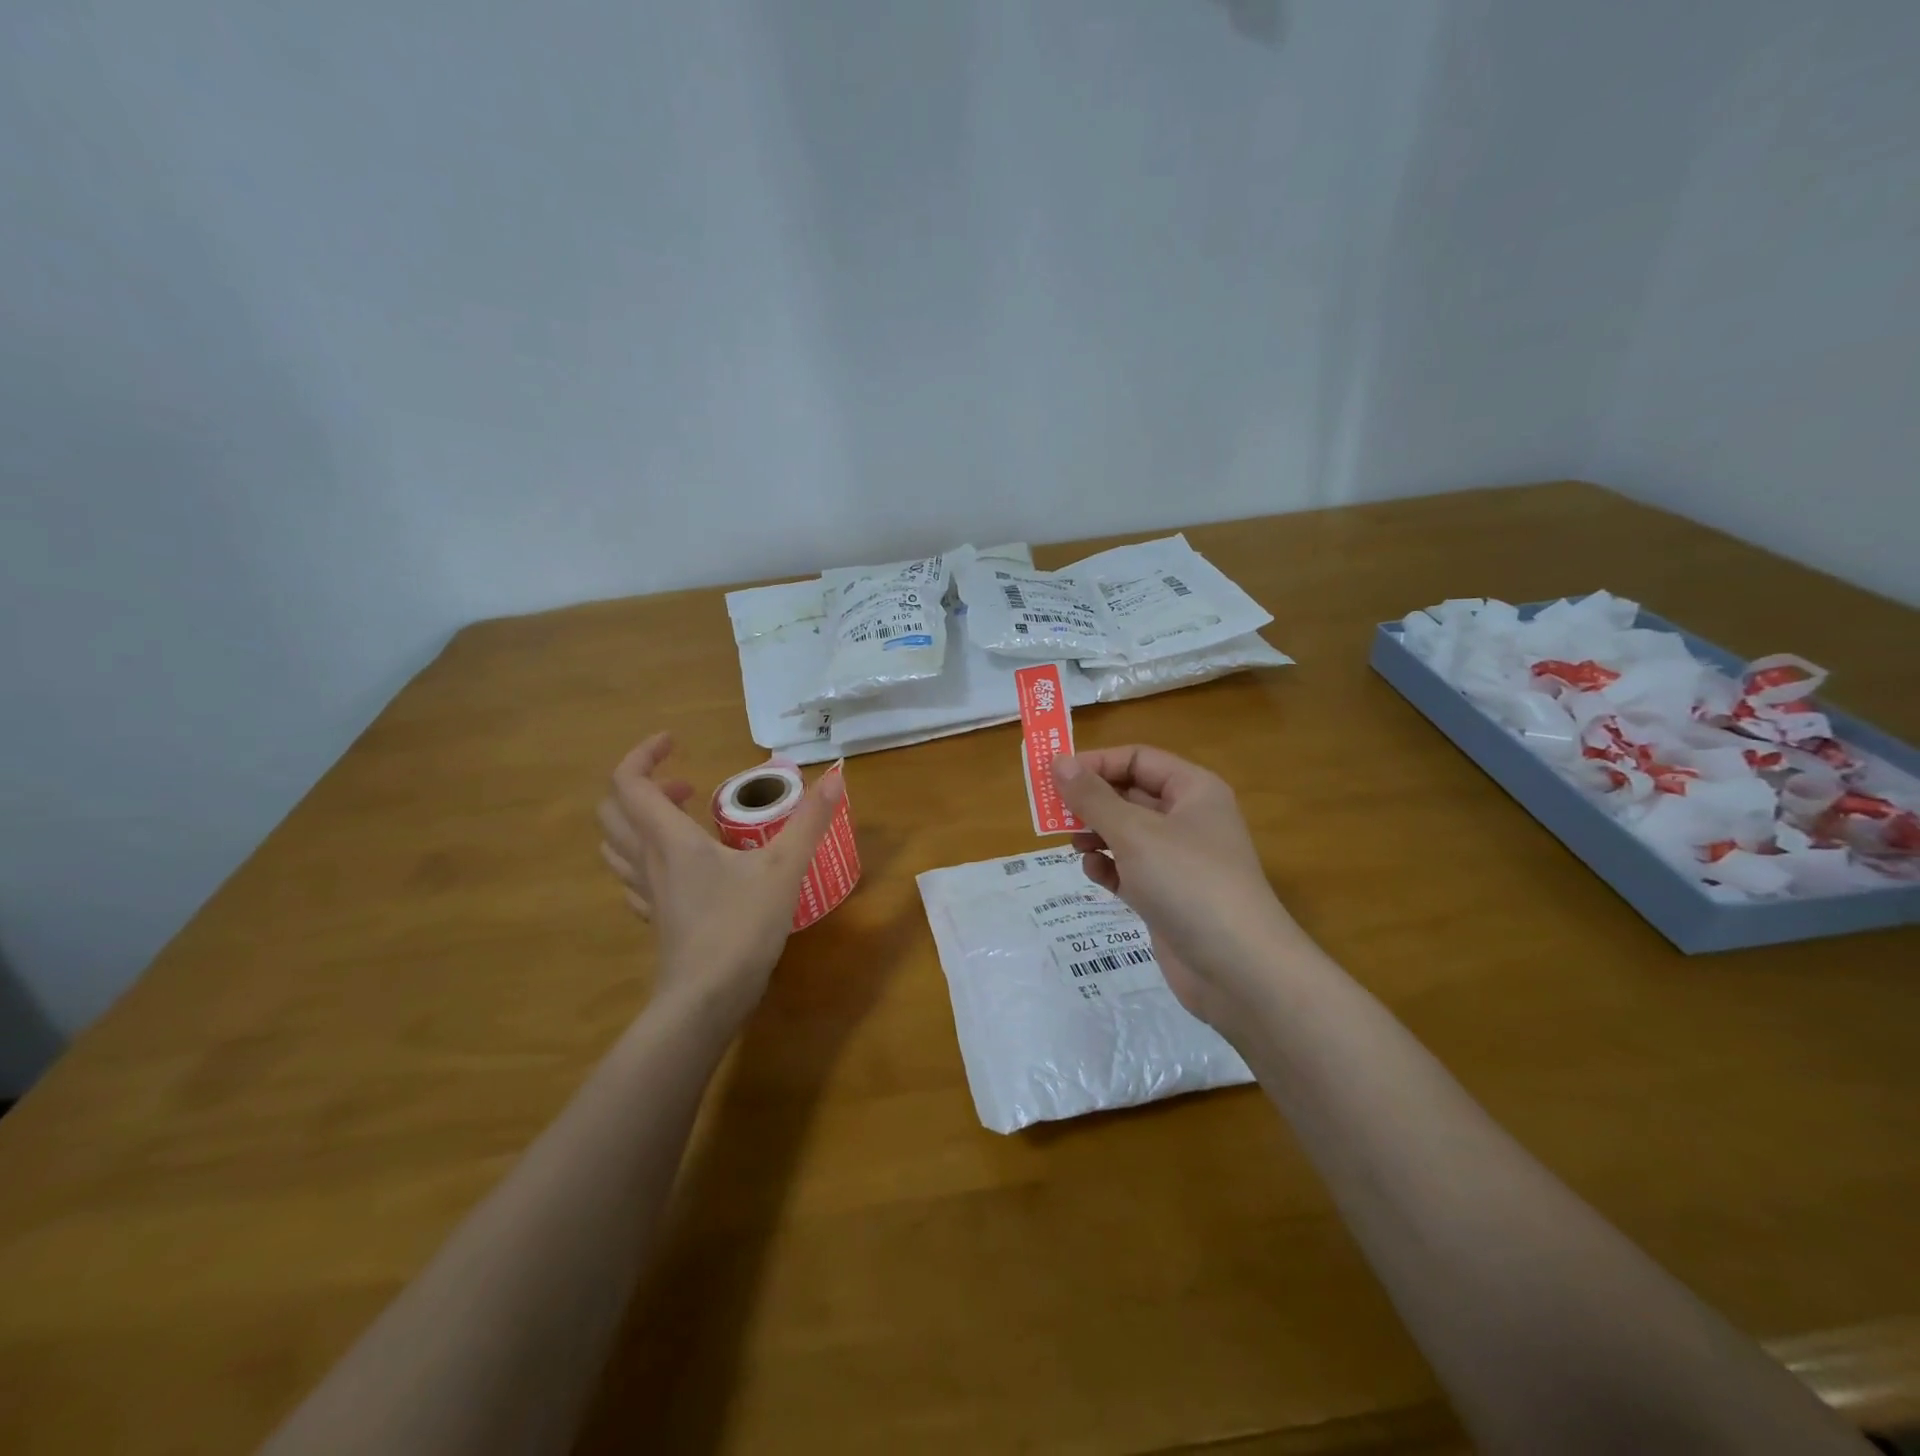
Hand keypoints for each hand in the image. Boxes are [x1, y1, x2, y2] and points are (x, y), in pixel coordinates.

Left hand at [597, 733, 843, 1027]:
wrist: (706, 1000)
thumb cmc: (741, 927)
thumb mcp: (784, 867)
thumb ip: (811, 820)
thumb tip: (837, 774)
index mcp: (670, 839)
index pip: (629, 782)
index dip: (643, 754)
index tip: (676, 741)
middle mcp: (648, 860)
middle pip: (615, 810)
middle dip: (644, 785)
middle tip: (689, 784)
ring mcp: (647, 893)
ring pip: (617, 844)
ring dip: (640, 819)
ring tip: (683, 817)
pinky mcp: (655, 918)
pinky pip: (633, 876)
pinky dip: (647, 856)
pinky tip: (680, 867)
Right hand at [1054, 745, 1307, 1030]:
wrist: (1239, 970)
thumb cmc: (1188, 883)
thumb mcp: (1134, 833)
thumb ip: (1092, 797)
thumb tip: (1057, 762)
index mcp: (1193, 790)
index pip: (1137, 759)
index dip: (1095, 763)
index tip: (1054, 777)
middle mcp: (1188, 819)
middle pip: (1130, 794)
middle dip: (1091, 802)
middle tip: (1052, 814)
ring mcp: (1179, 860)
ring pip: (1127, 834)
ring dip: (1096, 835)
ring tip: (1074, 846)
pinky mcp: (1168, 896)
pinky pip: (1130, 869)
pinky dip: (1109, 868)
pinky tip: (1095, 875)